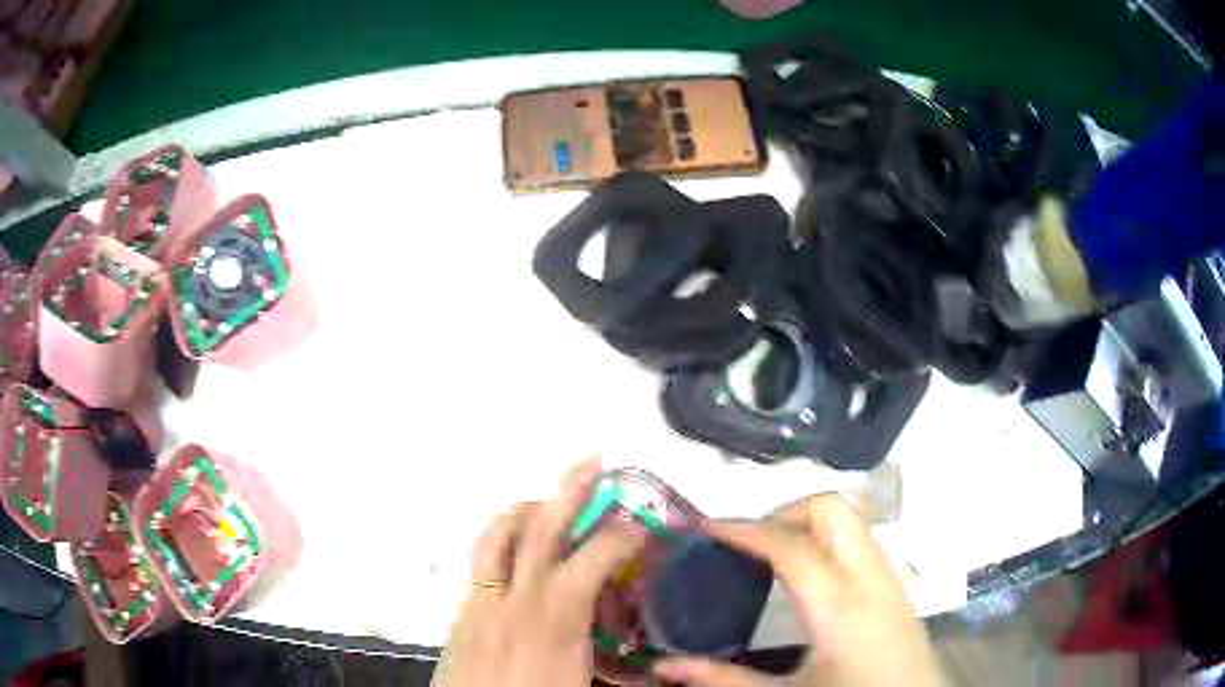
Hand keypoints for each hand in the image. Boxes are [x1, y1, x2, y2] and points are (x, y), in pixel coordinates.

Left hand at [433, 458, 645, 686]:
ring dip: (523, 511)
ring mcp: (481, 603)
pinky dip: (498, 544)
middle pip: (540, 530)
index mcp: (555, 618)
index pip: (594, 558)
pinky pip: (478, 565)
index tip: (641, 527)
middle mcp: (515, 599)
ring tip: (543, 501)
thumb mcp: (589, 685)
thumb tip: (656, 668)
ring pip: (495, 539)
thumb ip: (621, 671)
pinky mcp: (461, 615)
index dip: (621, 536)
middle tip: (591, 460)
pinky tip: (511, 556)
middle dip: (569, 490)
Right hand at [652, 495, 944, 686]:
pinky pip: (860, 541)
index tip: (707, 527)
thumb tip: (664, 667)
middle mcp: (871, 579)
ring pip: (850, 520)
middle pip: (831, 510)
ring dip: (806, 523)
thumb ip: (723, 680)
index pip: (791, 546)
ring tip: (769, 555)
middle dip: (783, 512)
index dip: (745, 530)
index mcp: (840, 609)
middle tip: (746, 542)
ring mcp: (890, 578)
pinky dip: (827, 539)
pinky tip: (807, 576)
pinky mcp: (897, 585)